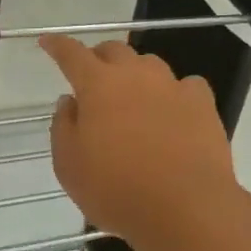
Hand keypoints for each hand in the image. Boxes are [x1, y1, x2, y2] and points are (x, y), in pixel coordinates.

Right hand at [38, 35, 238, 246]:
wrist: (186, 208)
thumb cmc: (116, 189)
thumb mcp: (69, 166)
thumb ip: (63, 127)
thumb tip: (70, 101)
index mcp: (98, 85)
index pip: (72, 54)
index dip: (57, 46)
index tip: (48, 42)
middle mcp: (136, 75)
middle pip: (114, 51)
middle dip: (98, 58)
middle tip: (91, 77)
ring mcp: (173, 87)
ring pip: (149, 64)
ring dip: (135, 73)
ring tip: (132, 96)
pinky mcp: (202, 104)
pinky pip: (186, 86)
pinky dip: (174, 92)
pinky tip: (174, 110)